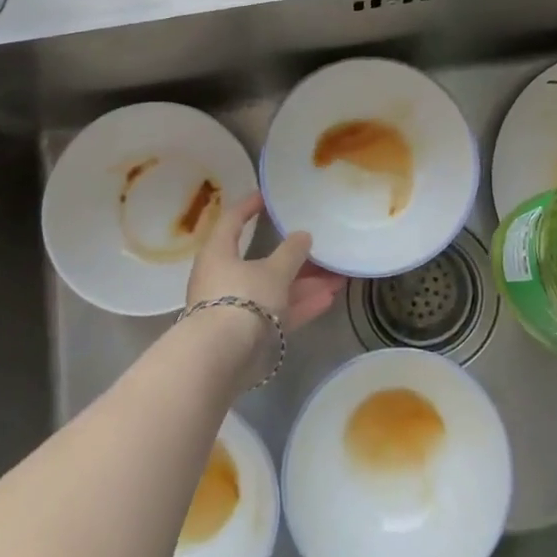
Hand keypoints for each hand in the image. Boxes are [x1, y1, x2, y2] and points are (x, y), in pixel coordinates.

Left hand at [186, 192, 346, 332]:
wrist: (220, 360)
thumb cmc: (242, 299)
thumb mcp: (274, 271)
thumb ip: (291, 252)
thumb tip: (302, 235)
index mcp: (219, 253)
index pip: (233, 220)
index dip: (250, 206)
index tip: (268, 196)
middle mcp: (222, 278)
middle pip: (260, 260)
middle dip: (293, 257)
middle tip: (319, 246)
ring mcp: (234, 308)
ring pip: (273, 289)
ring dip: (303, 284)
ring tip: (337, 277)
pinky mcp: (246, 335)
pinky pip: (275, 313)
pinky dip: (298, 306)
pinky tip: (328, 299)